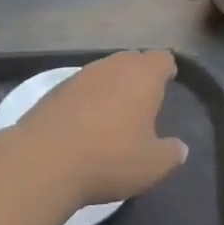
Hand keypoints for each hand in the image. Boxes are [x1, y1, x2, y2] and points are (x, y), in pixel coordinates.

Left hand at [14, 51, 188, 207]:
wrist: (44, 161)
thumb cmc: (110, 157)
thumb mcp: (152, 165)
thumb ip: (171, 153)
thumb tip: (180, 148)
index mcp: (143, 75)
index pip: (162, 59)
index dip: (167, 71)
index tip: (168, 85)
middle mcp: (113, 65)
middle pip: (132, 60)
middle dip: (139, 77)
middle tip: (142, 103)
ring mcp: (82, 74)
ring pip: (105, 72)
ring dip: (111, 87)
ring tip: (113, 116)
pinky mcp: (56, 89)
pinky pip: (81, 87)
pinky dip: (87, 100)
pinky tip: (84, 125)